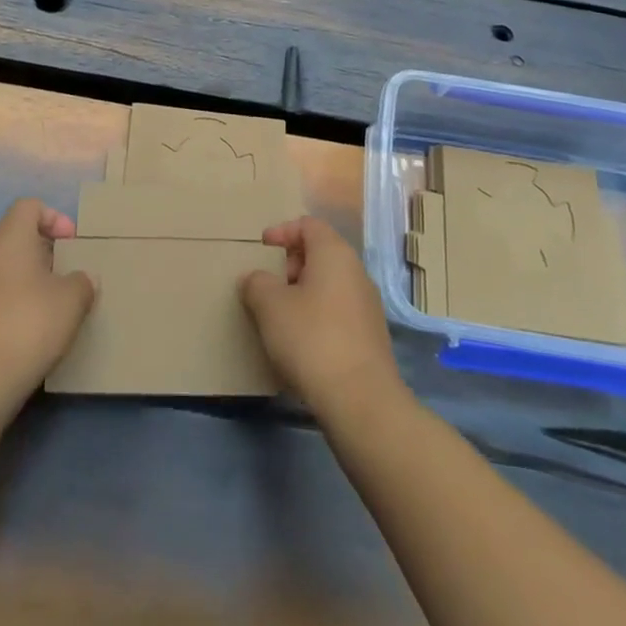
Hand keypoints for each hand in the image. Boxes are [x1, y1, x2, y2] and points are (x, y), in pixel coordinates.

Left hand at [0, 199, 94, 400]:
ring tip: (59, 306)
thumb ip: (83, 282)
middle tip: (71, 276)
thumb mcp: (72, 299)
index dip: (55, 218)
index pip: (30, 206)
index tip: (73, 244)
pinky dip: (19, 304)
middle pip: (19, 238)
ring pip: (9, 269)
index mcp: (10, 237)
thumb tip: (83, 279)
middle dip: (48, 253)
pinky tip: (37, 330)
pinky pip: (0, 296)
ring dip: (34, 281)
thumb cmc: (29, 322)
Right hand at [242, 217, 403, 420]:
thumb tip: (255, 279)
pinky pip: (338, 311)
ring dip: (302, 292)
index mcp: (334, 253)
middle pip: (320, 253)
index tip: (261, 249)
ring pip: (329, 284)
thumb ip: (257, 283)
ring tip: (279, 316)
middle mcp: (356, 272)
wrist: (361, 400)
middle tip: (268, 285)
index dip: (282, 231)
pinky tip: (301, 342)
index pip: (308, 225)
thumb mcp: (270, 306)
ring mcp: (367, 305)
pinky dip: (317, 315)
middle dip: (290, 264)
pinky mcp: (370, 336)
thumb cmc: (311, 339)